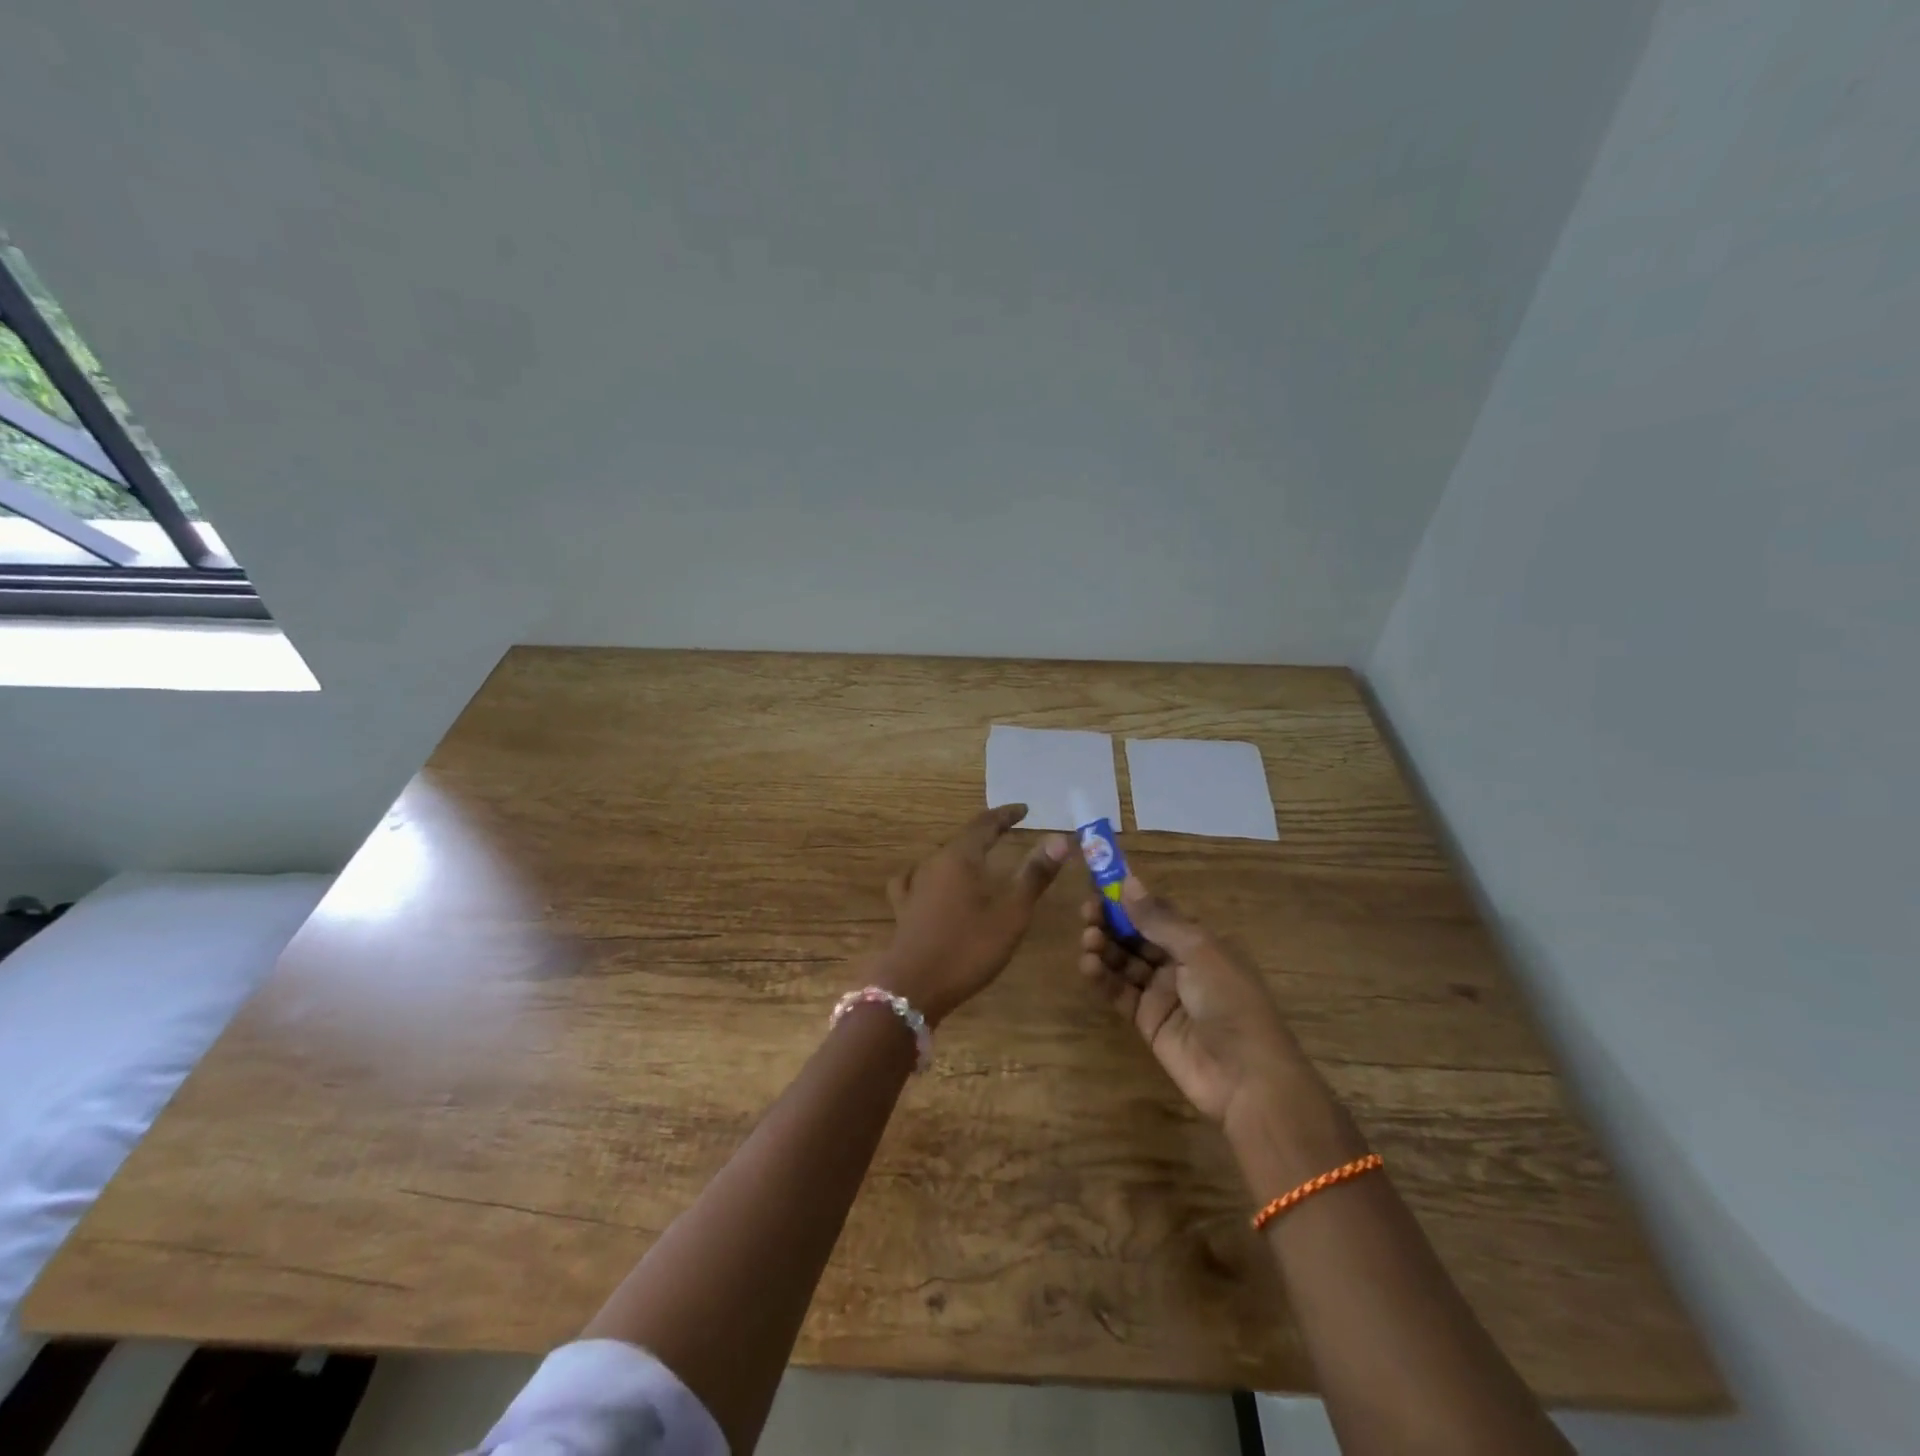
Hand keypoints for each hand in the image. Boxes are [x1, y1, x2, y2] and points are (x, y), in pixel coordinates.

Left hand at [879, 805, 1071, 1025]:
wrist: (914, 986)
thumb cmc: (969, 947)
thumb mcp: (1012, 913)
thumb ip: (1035, 875)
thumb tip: (1060, 839)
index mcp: (961, 857)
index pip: (985, 824)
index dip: (1006, 815)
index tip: (1023, 810)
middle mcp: (935, 862)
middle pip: (963, 838)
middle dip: (986, 832)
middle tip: (1007, 831)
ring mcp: (914, 885)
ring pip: (941, 857)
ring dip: (961, 853)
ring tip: (976, 857)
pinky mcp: (904, 908)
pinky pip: (916, 879)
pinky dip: (930, 875)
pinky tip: (929, 883)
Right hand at [1077, 874, 1304, 1125]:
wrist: (1247, 1077)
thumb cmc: (1230, 1001)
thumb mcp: (1198, 951)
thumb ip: (1159, 920)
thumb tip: (1128, 881)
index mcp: (1198, 942)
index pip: (1156, 913)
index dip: (1129, 900)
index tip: (1099, 885)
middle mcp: (1179, 963)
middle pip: (1136, 936)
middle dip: (1111, 922)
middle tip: (1087, 913)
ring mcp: (1162, 993)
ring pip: (1125, 962)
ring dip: (1105, 947)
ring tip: (1088, 939)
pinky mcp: (1147, 1021)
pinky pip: (1120, 992)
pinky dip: (1103, 978)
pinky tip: (1088, 965)